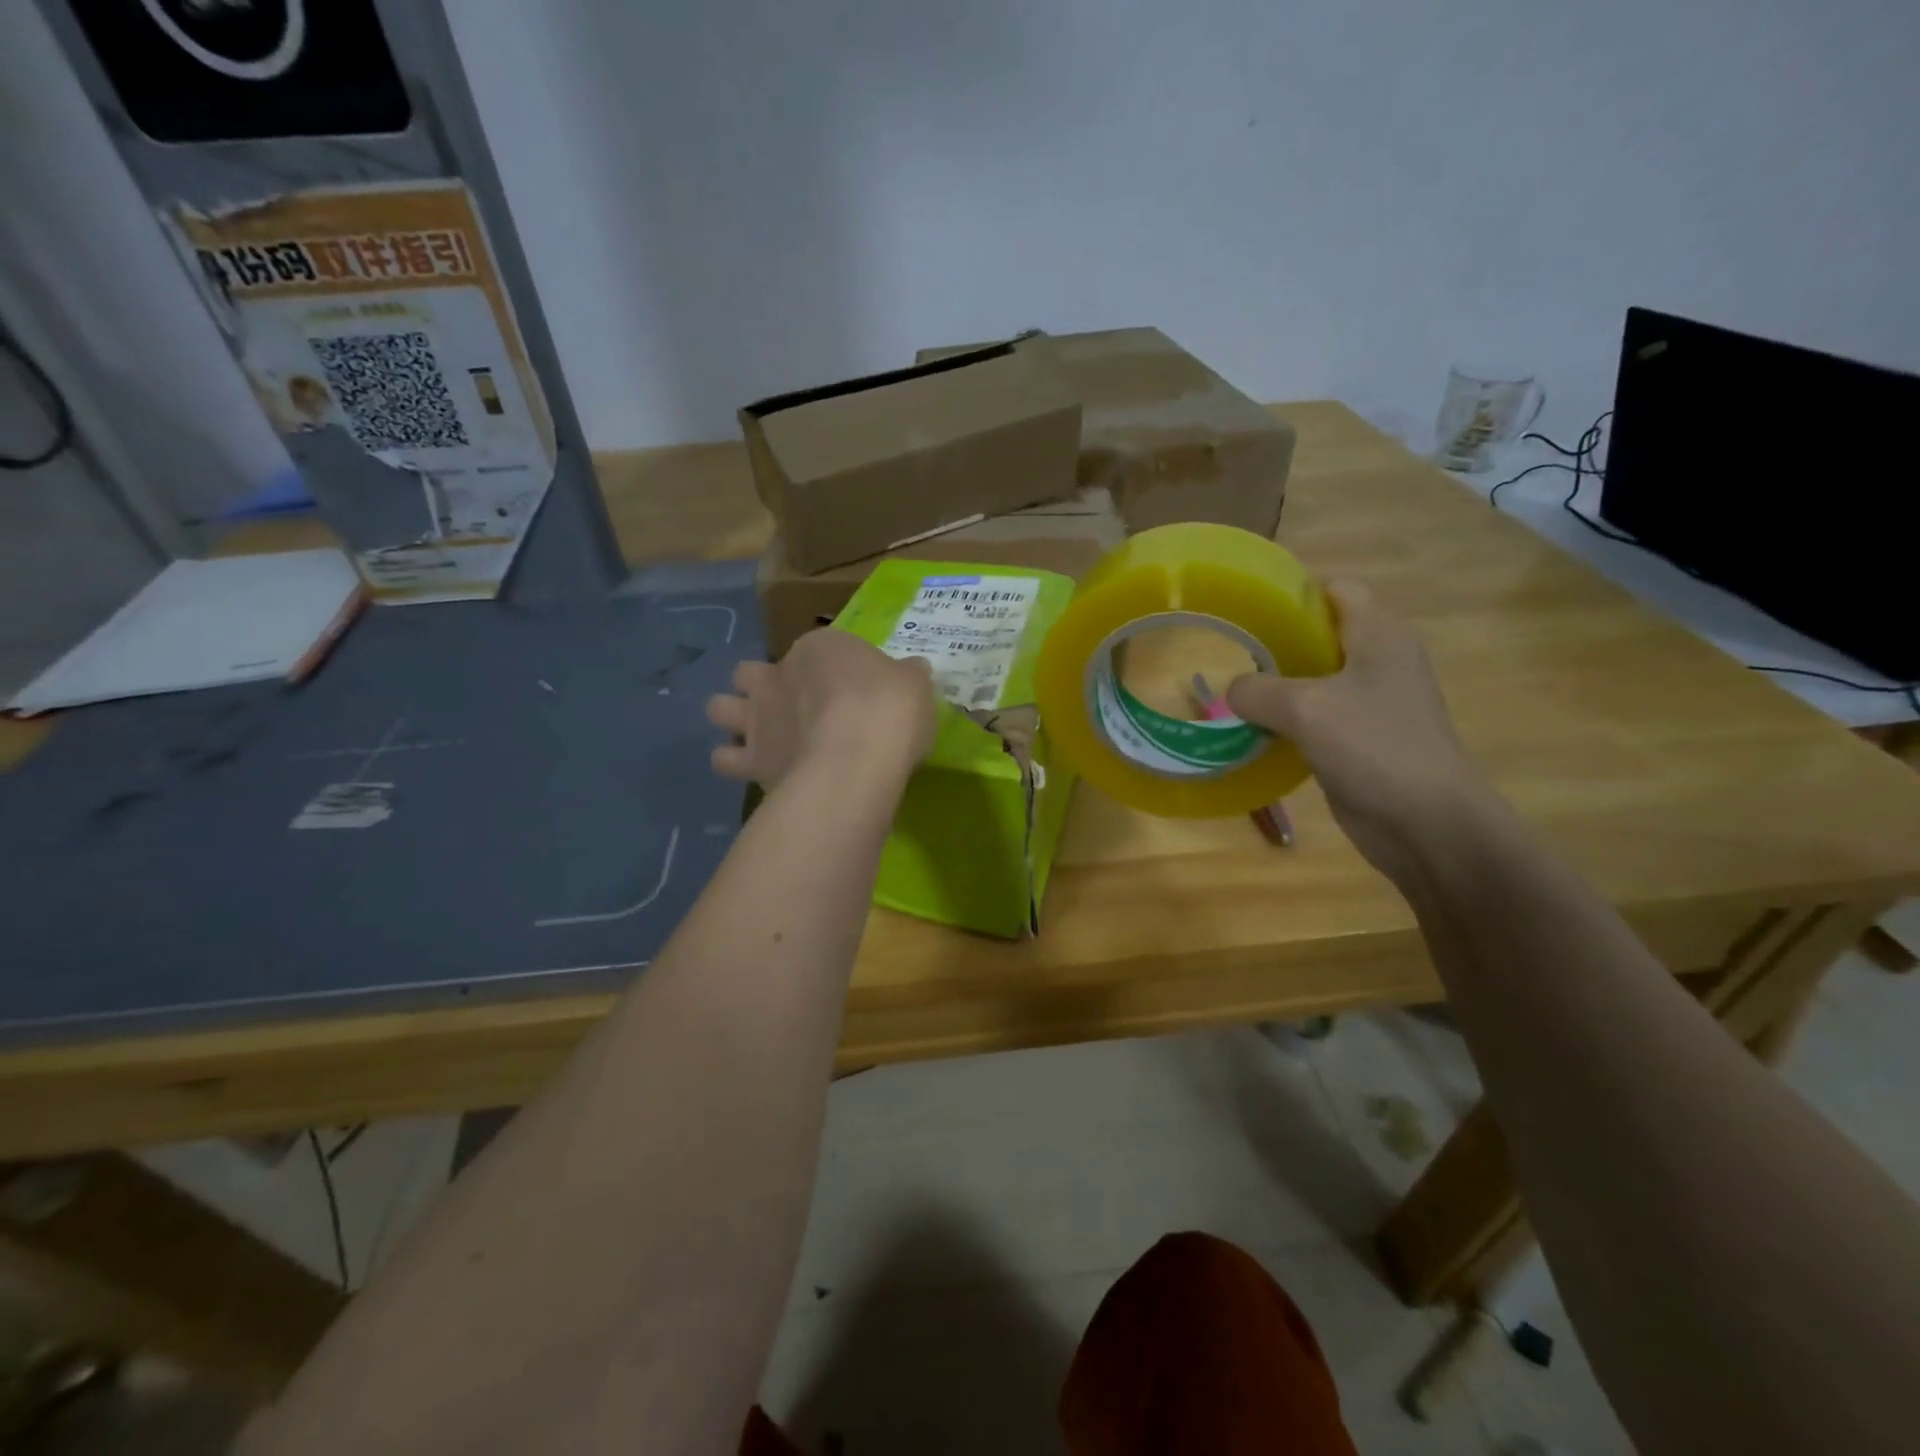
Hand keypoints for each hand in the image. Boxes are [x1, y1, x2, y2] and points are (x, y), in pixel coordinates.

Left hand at [706, 628, 936, 790]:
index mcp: (818, 648)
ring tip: (760, 739)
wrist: (859, 755)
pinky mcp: (750, 760)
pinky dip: (735, 764)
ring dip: (733, 720)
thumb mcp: (915, 685)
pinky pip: (724, 760)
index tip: (849, 691)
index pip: (816, 650)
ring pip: (719, 708)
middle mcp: (777, 676)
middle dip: (761, 687)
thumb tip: (913, 671)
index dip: (828, 670)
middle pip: (749, 672)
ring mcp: (757, 717)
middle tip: (790, 710)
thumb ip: (907, 677)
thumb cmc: (890, 709)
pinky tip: (760, 772)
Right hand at [1227, 580, 1501, 882]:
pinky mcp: (1362, 740)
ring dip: (1277, 687)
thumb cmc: (1374, 747)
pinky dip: (1287, 721)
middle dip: (1275, 643)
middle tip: (1229, 654)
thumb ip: (1258, 691)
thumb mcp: (1305, 709)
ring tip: (1232, 693)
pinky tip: (1254, 733)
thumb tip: (1232, 691)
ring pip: (1316, 680)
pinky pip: (1316, 718)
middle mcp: (1380, 661)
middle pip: (1321, 635)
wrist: (1428, 823)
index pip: (1336, 590)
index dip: (1294, 593)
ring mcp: (1373, 704)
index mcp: (1380, 635)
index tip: (1247, 610)